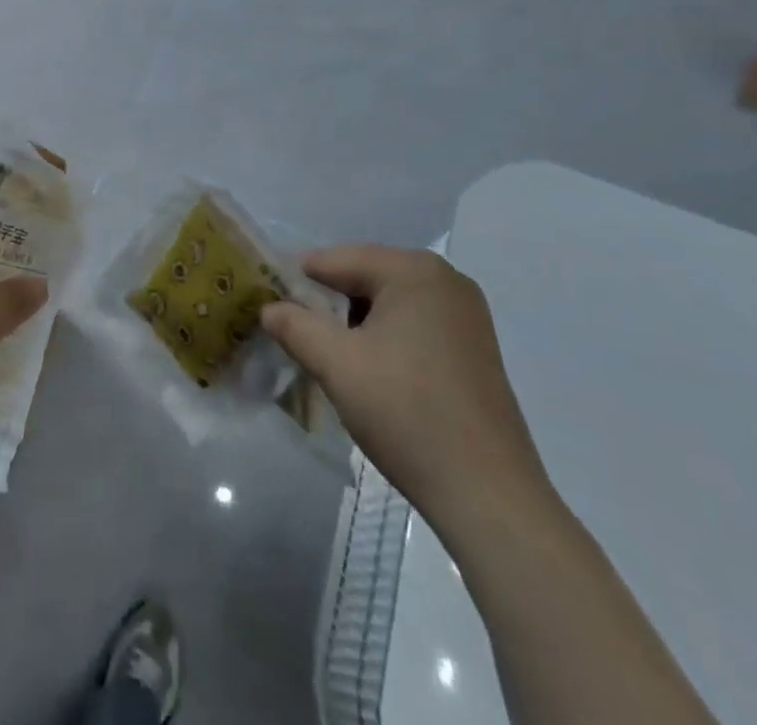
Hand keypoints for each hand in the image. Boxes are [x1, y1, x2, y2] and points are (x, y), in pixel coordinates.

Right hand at [262, 246, 554, 544]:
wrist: (489, 496)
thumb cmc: (407, 413)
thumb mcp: (336, 364)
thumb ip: (294, 326)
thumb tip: (268, 308)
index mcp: (414, 270)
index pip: (335, 260)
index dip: (296, 283)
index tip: (268, 309)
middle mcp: (445, 280)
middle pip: (363, 278)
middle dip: (326, 305)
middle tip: (294, 336)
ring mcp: (465, 315)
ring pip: (386, 304)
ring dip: (353, 325)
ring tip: (327, 358)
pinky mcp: (473, 349)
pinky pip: (411, 326)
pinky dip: (383, 340)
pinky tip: (368, 374)